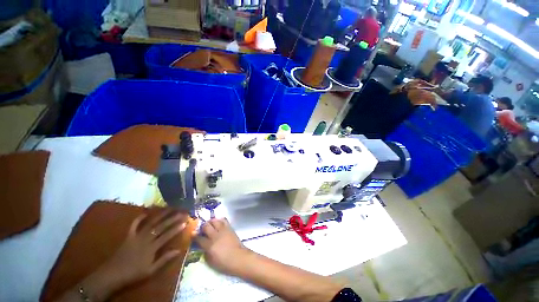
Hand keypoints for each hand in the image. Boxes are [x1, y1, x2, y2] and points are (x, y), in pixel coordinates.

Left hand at [100, 209, 188, 284]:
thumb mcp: (151, 270)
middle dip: (172, 219)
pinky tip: (146, 212)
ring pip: (151, 223)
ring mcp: (137, 236)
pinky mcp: (129, 235)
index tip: (185, 222)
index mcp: (152, 248)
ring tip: (169, 208)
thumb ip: (164, 259)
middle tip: (182, 212)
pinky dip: (139, 218)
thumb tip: (178, 250)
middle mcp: (146, 239)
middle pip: (161, 227)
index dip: (176, 229)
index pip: (167, 236)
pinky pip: (134, 225)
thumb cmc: (133, 273)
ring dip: (161, 215)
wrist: (112, 274)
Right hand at [195, 218, 249, 275]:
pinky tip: (218, 222)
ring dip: (211, 222)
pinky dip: (220, 220)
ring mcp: (223, 231)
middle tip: (202, 229)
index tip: (192, 234)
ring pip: (215, 221)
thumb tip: (203, 246)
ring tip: (210, 224)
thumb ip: (205, 252)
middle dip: (202, 227)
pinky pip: (224, 220)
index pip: (199, 238)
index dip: (194, 236)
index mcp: (210, 246)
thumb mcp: (210, 261)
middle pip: (206, 226)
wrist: (238, 258)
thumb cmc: (224, 263)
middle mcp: (216, 236)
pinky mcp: (230, 228)